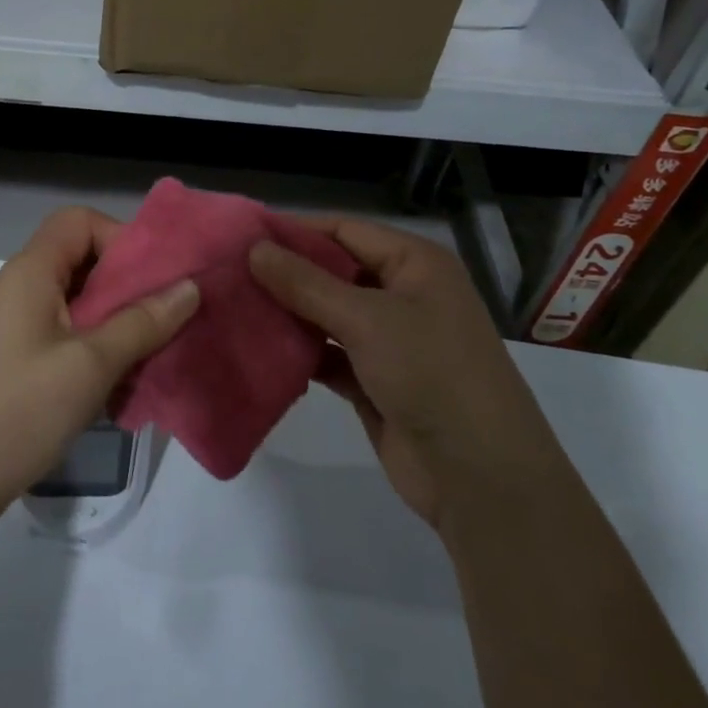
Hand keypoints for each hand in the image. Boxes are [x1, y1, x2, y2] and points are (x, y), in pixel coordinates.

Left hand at [0, 206, 198, 526]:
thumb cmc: (19, 411)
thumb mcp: (91, 365)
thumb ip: (142, 322)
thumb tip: (189, 287)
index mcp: (29, 272)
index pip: (79, 222)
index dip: (120, 238)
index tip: (152, 280)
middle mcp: (14, 288)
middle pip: (77, 260)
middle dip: (124, 284)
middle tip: (162, 318)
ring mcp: (7, 326)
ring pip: (71, 302)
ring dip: (111, 320)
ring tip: (144, 354)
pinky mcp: (7, 360)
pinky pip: (57, 333)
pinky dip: (89, 345)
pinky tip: (111, 383)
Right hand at [251, 218, 523, 528]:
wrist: (480, 477)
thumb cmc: (431, 374)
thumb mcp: (367, 319)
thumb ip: (306, 283)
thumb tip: (254, 248)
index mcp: (415, 264)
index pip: (345, 230)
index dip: (295, 231)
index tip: (241, 236)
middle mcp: (403, 295)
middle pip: (333, 272)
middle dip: (285, 274)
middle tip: (227, 274)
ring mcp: (390, 341)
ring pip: (328, 315)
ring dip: (288, 314)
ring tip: (233, 308)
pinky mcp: (374, 381)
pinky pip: (328, 355)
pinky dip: (300, 353)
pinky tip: (259, 351)